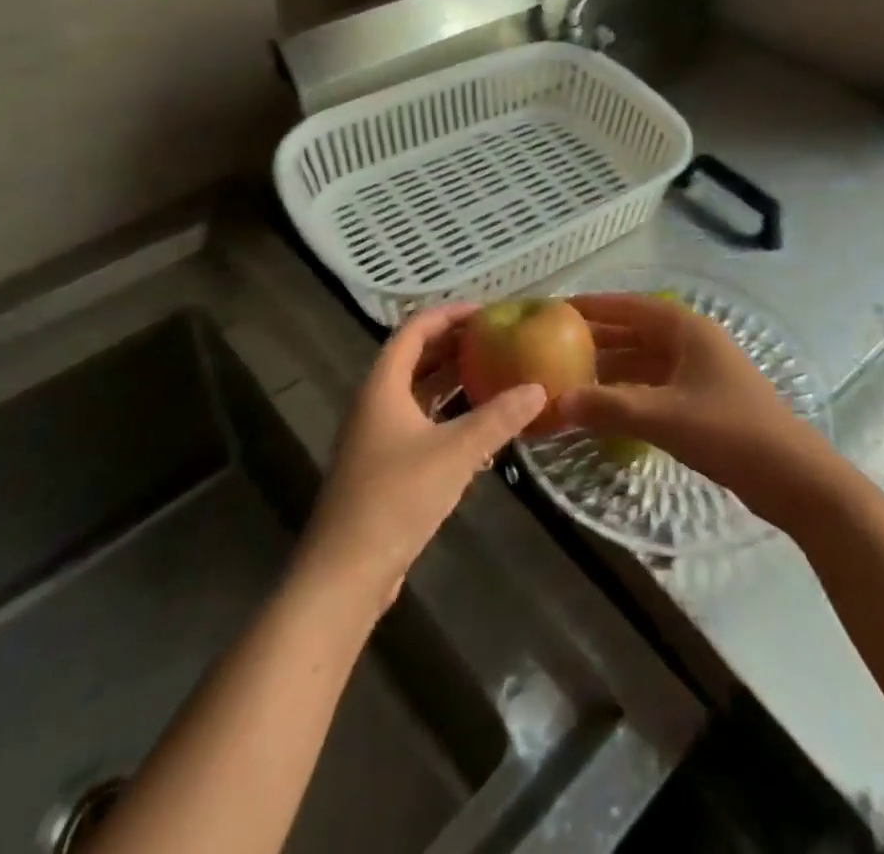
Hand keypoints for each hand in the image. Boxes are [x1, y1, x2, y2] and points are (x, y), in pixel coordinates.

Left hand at [299, 304, 544, 613]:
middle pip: (415, 358)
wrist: (345, 574)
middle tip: (497, 339)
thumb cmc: (396, 498)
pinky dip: (447, 414)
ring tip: (494, 372)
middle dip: (454, 345)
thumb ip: (498, 418)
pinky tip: (479, 425)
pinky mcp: (383, 467)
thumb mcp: (455, 453)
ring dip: (452, 380)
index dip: (448, 314)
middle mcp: (375, 403)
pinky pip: (419, 423)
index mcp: (383, 386)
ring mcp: (377, 437)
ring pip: (418, 393)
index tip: (486, 311)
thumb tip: (539, 389)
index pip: (414, 330)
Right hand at [558, 294, 831, 523]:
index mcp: (687, 329)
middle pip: (637, 331)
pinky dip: (629, 391)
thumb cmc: (728, 431)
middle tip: (555, 344)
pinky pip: (655, 385)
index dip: (595, 305)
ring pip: (645, 361)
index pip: (631, 306)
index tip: (558, 308)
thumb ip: (608, 407)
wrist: (792, 476)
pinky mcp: (704, 400)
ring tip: (571, 376)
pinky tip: (605, 407)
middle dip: (598, 338)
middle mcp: (693, 342)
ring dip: (612, 368)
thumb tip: (556, 403)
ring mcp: (701, 372)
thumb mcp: (663, 417)